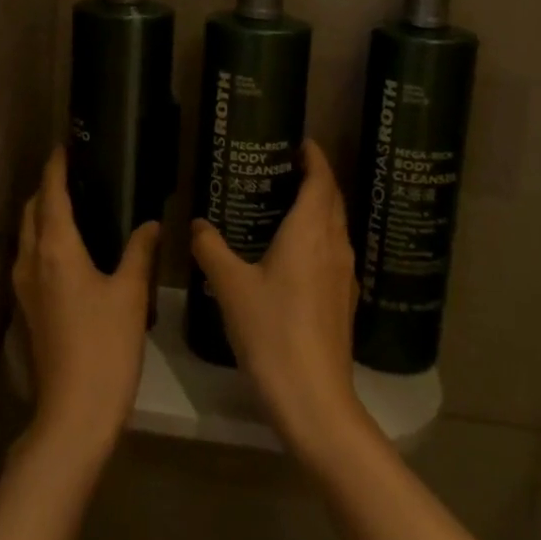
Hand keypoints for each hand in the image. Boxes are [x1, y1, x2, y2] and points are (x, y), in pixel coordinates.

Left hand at [12, 148, 156, 470]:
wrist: (73, 413)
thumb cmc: (105, 346)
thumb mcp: (130, 294)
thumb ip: (139, 252)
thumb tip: (150, 223)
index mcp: (55, 249)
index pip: (51, 194)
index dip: (57, 167)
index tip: (65, 146)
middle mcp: (30, 261)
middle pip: (32, 211)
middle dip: (48, 188)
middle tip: (76, 174)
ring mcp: (23, 287)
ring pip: (27, 235)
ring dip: (43, 214)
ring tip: (75, 205)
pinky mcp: (26, 309)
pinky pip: (30, 257)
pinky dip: (44, 239)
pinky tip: (70, 249)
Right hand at [190, 140, 374, 463]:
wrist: (313, 397)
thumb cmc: (271, 330)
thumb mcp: (230, 286)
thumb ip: (211, 249)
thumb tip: (196, 224)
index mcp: (310, 231)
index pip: (321, 180)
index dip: (315, 157)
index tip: (301, 142)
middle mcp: (334, 245)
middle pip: (333, 200)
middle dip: (317, 178)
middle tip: (287, 167)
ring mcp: (344, 274)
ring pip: (336, 227)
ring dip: (320, 208)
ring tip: (289, 204)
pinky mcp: (344, 300)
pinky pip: (335, 252)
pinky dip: (320, 237)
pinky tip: (297, 253)